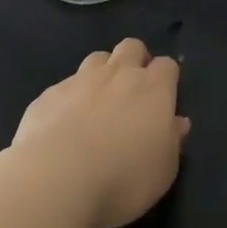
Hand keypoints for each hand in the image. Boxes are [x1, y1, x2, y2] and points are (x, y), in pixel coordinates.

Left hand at [10, 38, 190, 227]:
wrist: (55, 180)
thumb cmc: (121, 179)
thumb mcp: (162, 172)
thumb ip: (172, 142)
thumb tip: (178, 123)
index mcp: (153, 88)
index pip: (167, 66)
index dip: (165, 79)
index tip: (161, 100)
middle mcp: (119, 73)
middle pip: (132, 47)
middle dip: (134, 61)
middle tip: (130, 92)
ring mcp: (81, 80)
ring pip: (97, 59)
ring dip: (100, 75)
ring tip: (95, 105)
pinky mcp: (49, 96)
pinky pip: (62, 89)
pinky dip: (67, 102)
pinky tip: (60, 129)